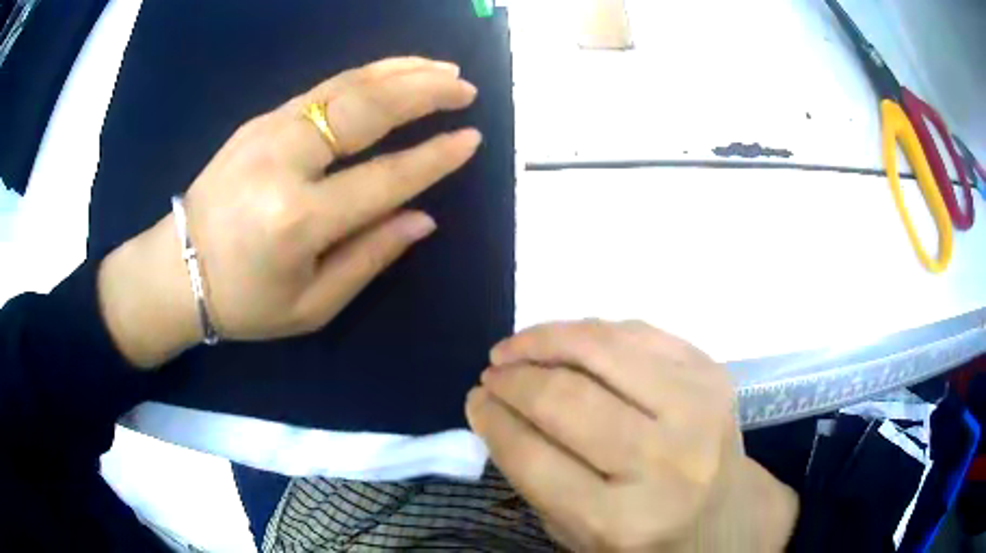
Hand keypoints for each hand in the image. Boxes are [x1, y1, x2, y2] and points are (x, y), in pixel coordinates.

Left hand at [98, 57, 480, 366]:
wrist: (174, 270)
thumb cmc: (244, 302)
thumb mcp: (311, 305)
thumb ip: (369, 257)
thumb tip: (423, 217)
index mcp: (298, 220)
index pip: (384, 178)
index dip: (434, 158)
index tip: (472, 139)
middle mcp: (284, 162)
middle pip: (367, 110)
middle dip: (425, 92)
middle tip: (466, 88)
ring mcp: (268, 132)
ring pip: (346, 86)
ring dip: (400, 71)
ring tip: (442, 68)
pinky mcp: (258, 121)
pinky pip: (322, 88)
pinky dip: (366, 75)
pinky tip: (392, 73)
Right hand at [466, 320, 796, 551]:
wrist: (728, 515)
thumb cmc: (648, 537)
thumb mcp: (579, 534)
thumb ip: (534, 477)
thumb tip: (495, 409)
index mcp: (623, 520)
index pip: (534, 458)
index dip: (492, 421)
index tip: (474, 400)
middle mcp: (665, 463)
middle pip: (566, 401)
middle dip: (513, 379)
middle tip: (491, 372)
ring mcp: (697, 409)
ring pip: (602, 350)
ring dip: (545, 339)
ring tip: (516, 346)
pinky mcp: (713, 375)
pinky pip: (639, 333)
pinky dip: (592, 331)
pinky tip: (568, 340)